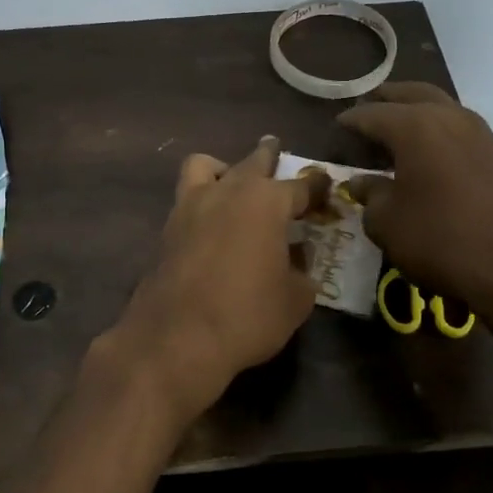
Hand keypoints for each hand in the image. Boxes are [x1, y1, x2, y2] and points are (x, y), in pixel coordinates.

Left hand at [115, 136, 324, 419]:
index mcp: (266, 202)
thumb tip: (298, 259)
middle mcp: (227, 192)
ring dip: (223, 168)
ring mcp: (190, 207)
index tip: (326, 187)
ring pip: (205, 166)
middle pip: (252, 162)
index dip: (317, 186)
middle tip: (277, 153)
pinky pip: (187, 198)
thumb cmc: (247, 316)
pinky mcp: (166, 229)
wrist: (175, 339)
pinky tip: (210, 222)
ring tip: (232, 183)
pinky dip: (202, 200)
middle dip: (268, 156)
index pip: (300, 185)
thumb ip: (302, 271)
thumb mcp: (295, 300)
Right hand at [340, 82, 492, 316]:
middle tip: (370, 107)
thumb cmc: (440, 241)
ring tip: (401, 131)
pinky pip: (464, 131)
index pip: (372, 114)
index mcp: (415, 127)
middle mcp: (451, 118)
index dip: (351, 121)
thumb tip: (361, 183)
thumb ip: (369, 195)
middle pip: (414, 94)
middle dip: (389, 98)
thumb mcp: (387, 223)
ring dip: (420, 112)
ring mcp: (484, 134)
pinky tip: (435, 156)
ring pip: (444, 108)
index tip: (337, 127)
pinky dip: (443, 134)